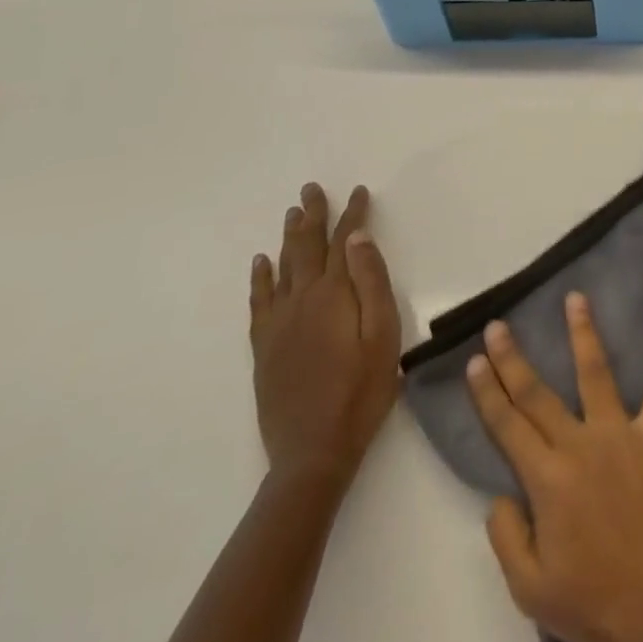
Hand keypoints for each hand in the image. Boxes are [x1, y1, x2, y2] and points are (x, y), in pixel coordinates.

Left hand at [249, 183, 400, 484]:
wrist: (313, 452)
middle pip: (306, 247)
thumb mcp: (383, 335)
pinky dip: (260, 277)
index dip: (352, 214)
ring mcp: (279, 324)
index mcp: (334, 295)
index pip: (344, 242)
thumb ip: (372, 282)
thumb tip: (358, 238)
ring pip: (282, 267)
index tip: (358, 191)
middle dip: (312, 216)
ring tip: (292, 213)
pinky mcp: (265, 347)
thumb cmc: (361, 392)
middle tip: (312, 189)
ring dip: (289, 237)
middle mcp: (301, 300)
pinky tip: (261, 263)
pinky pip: (259, 301)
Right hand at [466, 293, 642, 641]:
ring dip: (584, 333)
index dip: (489, 393)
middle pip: (539, 394)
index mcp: (548, 480)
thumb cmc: (596, 604)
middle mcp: (582, 444)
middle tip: (499, 325)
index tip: (475, 360)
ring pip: (597, 373)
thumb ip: (508, 538)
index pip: (509, 426)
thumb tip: (500, 494)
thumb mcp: (531, 590)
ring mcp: (623, 434)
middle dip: (514, 359)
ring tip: (575, 298)